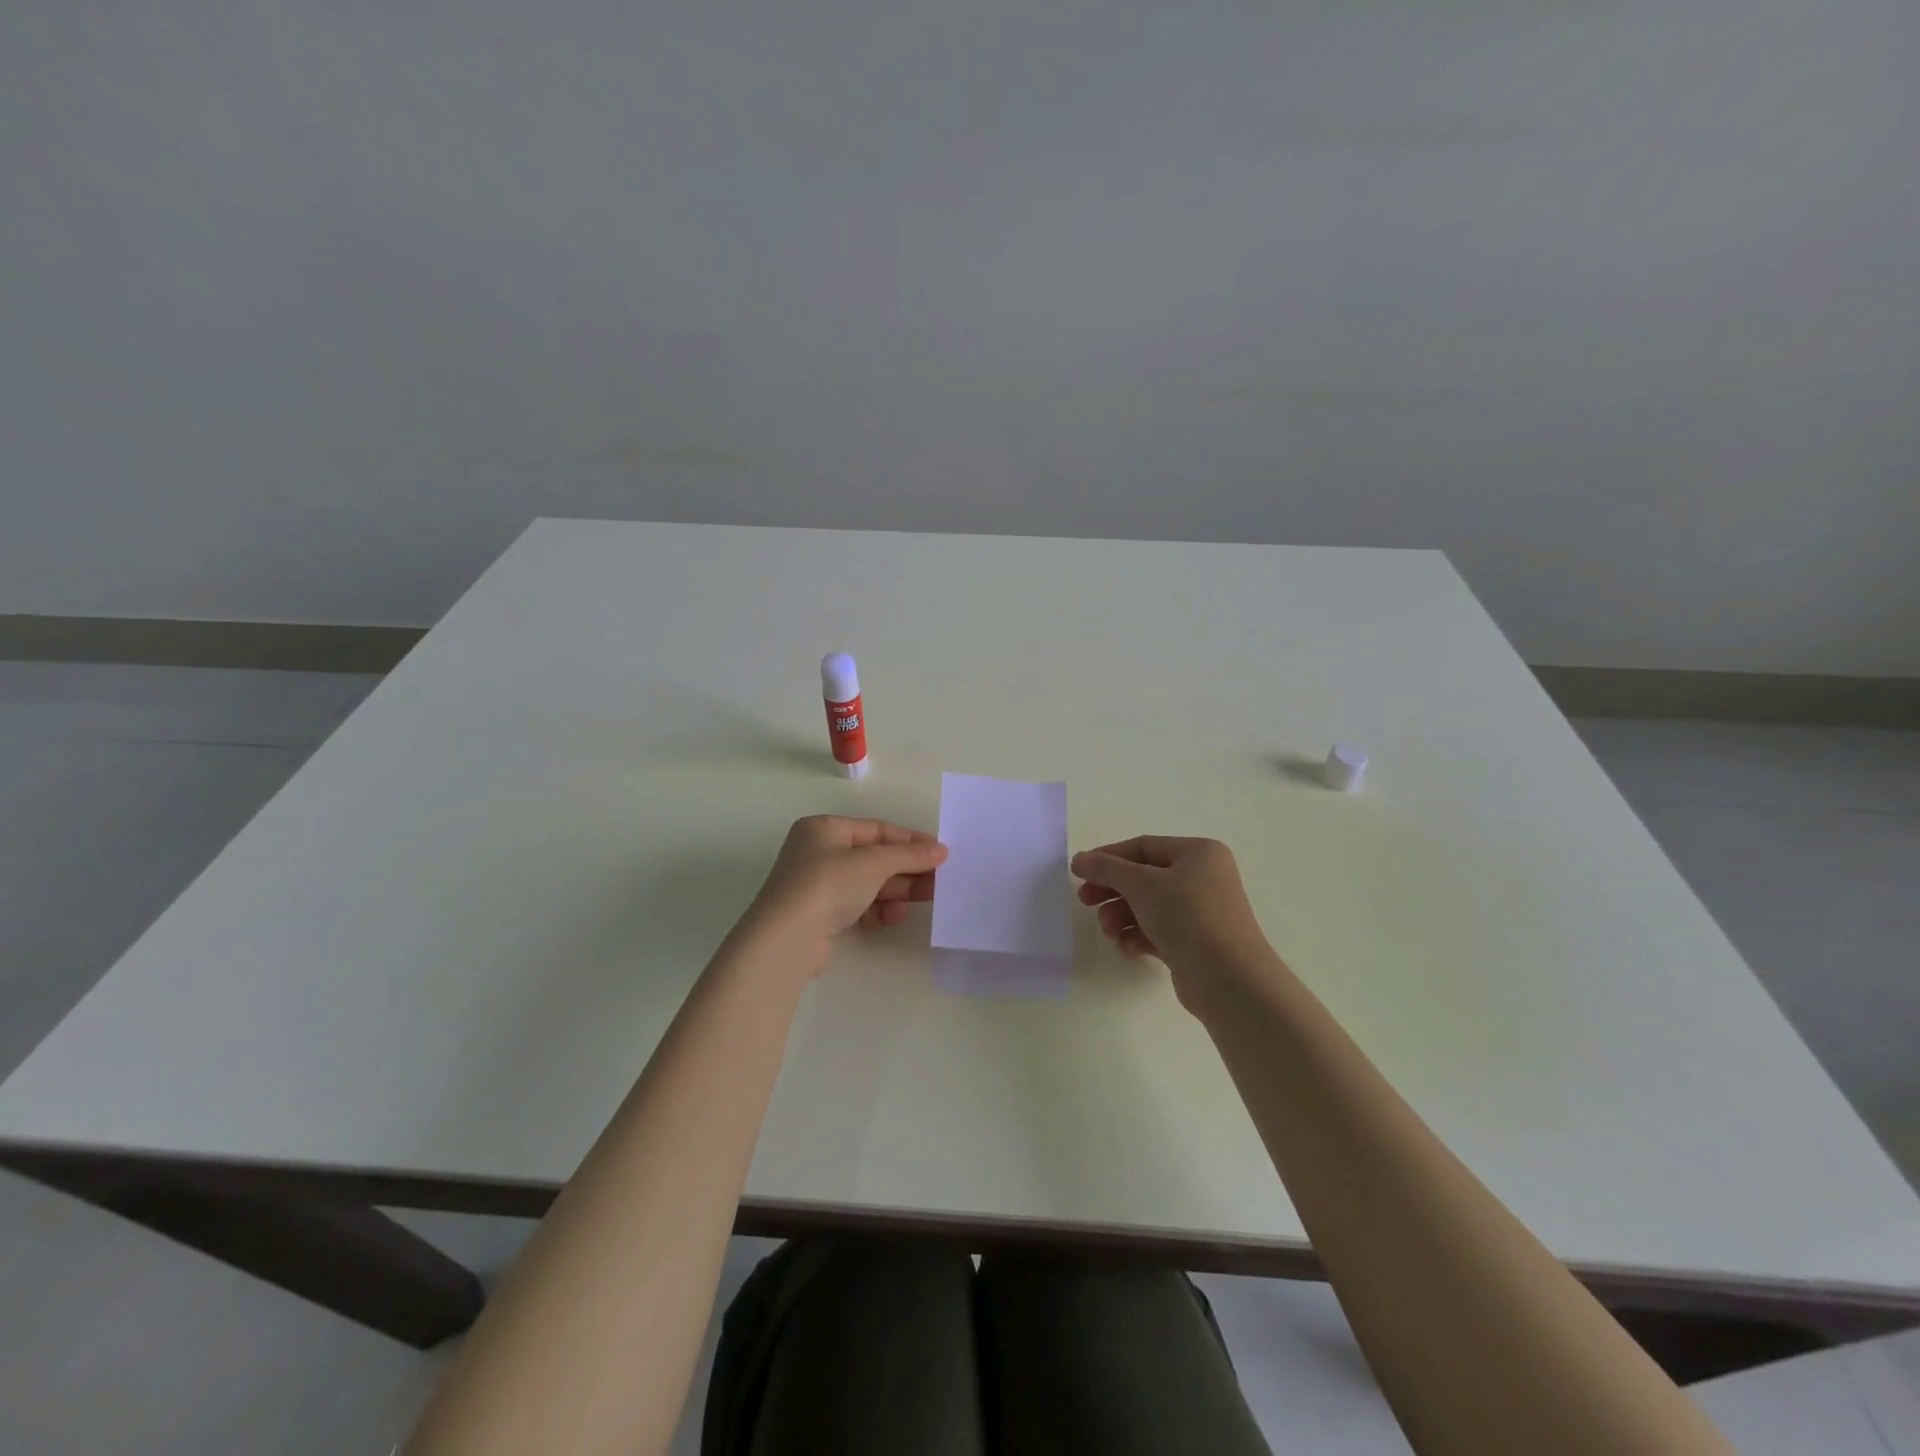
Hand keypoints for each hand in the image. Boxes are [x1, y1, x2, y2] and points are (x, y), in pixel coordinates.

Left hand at [744, 816, 947, 969]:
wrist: (787, 939)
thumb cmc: (828, 884)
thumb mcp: (873, 863)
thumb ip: (909, 855)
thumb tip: (941, 850)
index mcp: (824, 829)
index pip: (876, 829)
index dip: (910, 840)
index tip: (940, 852)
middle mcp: (818, 853)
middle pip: (873, 857)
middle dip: (907, 869)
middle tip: (938, 880)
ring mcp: (817, 886)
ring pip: (868, 883)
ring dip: (897, 890)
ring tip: (926, 898)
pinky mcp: (820, 916)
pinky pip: (857, 906)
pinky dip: (878, 909)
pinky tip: (894, 916)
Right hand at [1071, 836, 1273, 1010]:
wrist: (1228, 979)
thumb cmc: (1187, 916)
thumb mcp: (1141, 884)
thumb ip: (1106, 868)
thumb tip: (1079, 859)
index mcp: (1199, 853)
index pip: (1143, 846)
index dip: (1108, 857)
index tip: (1079, 872)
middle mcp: (1203, 878)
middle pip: (1144, 877)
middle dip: (1112, 890)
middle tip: (1084, 901)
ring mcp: (1201, 912)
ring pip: (1148, 906)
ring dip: (1121, 917)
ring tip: (1109, 932)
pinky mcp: (1196, 943)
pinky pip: (1158, 930)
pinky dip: (1138, 936)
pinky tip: (1128, 947)